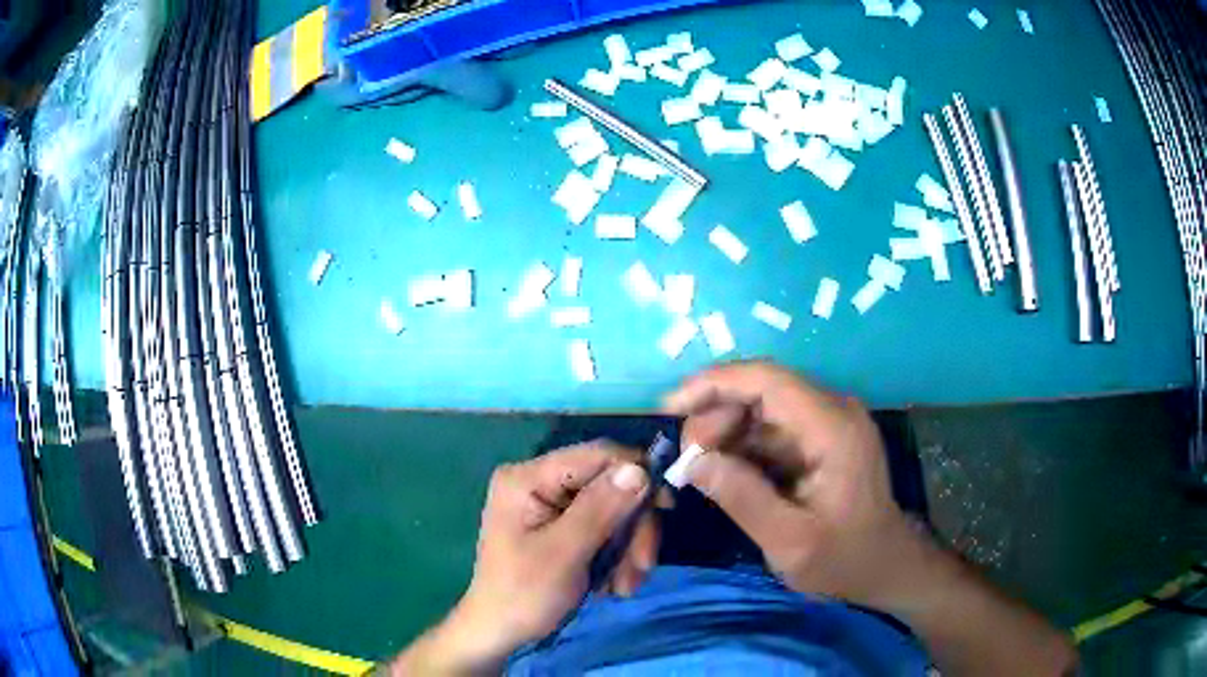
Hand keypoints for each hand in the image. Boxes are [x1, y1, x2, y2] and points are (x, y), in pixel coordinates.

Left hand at [392, 443, 652, 674]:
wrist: (500, 633)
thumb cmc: (523, 595)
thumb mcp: (564, 553)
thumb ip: (600, 509)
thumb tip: (640, 468)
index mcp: (527, 478)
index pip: (596, 455)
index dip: (637, 473)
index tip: (667, 507)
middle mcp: (538, 482)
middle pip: (608, 485)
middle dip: (632, 527)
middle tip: (642, 567)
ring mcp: (549, 505)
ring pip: (612, 510)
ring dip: (627, 548)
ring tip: (624, 586)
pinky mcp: (561, 527)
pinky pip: (603, 529)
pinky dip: (616, 556)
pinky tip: (613, 584)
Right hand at [664, 362, 931, 608]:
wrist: (884, 566)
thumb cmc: (843, 559)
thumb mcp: (789, 541)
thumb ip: (742, 498)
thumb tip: (692, 461)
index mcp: (833, 428)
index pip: (768, 380)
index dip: (714, 383)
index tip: (670, 408)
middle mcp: (833, 411)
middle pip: (762, 389)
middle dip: (715, 415)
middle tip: (686, 460)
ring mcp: (828, 422)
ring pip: (762, 408)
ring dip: (725, 431)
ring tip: (699, 469)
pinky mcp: (820, 438)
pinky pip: (771, 428)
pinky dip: (741, 445)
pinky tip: (723, 471)